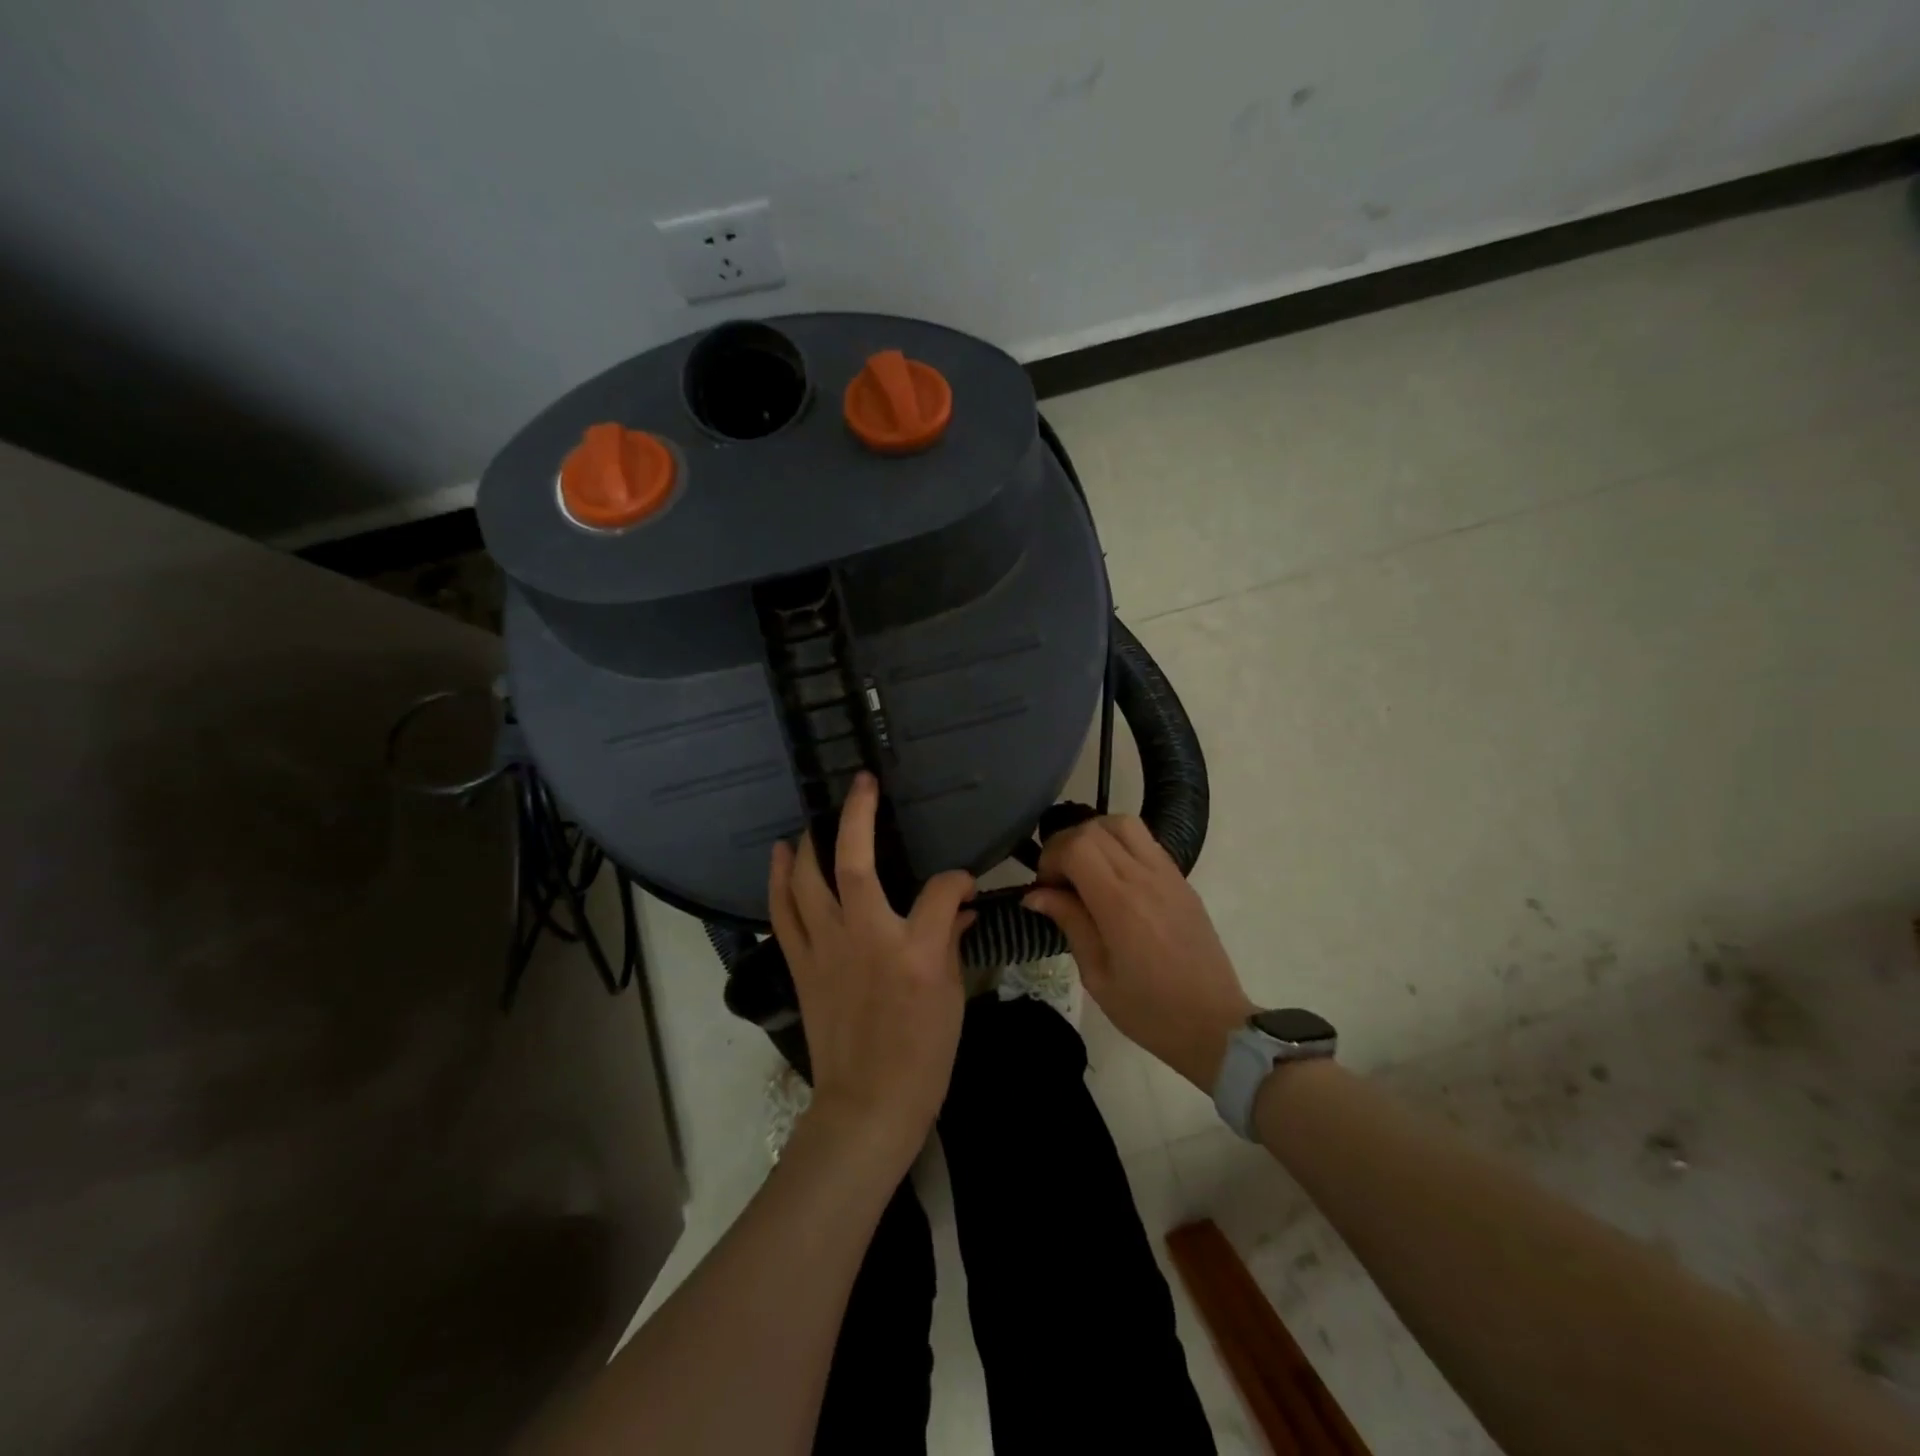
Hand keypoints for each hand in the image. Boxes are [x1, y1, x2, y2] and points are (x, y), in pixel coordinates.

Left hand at [768, 773, 975, 1170]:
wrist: (868, 1104)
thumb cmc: (922, 1055)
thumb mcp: (952, 996)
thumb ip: (953, 940)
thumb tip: (960, 907)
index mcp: (914, 950)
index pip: (942, 890)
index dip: (957, 880)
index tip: (963, 885)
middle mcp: (865, 937)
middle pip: (854, 862)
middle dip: (858, 814)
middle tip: (862, 784)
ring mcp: (826, 949)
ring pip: (807, 880)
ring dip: (810, 842)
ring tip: (815, 819)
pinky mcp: (802, 964)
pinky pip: (783, 912)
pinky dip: (778, 880)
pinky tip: (780, 856)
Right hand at [1024, 816, 1252, 1091]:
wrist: (1215, 1025)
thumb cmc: (1149, 1011)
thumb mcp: (1097, 976)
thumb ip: (1070, 923)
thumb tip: (1036, 894)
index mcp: (1120, 904)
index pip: (1077, 846)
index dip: (1051, 857)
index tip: (1044, 888)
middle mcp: (1145, 878)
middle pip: (1096, 828)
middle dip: (1066, 844)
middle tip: (1058, 879)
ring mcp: (1169, 875)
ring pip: (1124, 824)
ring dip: (1095, 836)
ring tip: (1084, 869)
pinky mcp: (1182, 881)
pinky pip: (1146, 842)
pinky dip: (1119, 845)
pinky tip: (1112, 878)